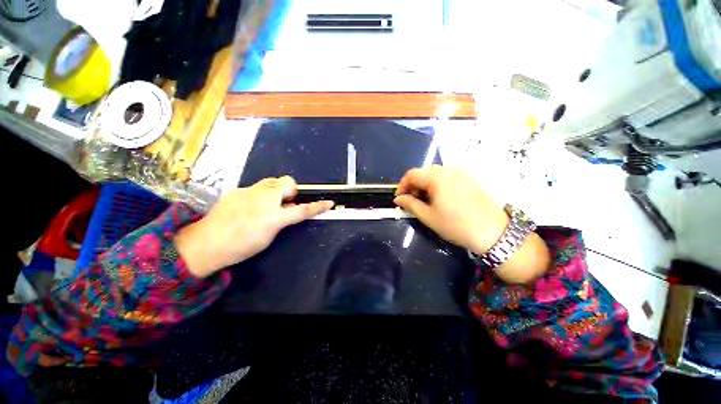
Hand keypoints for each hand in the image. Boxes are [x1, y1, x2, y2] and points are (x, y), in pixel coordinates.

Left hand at [175, 176, 333, 277]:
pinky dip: (260, 194)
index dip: (317, 206)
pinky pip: (256, 187)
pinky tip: (249, 206)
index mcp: (274, 216)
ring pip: (271, 181)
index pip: (302, 209)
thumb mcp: (269, 236)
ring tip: (268, 203)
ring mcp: (249, 191)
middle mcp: (264, 199)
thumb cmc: (241, 246)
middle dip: (290, 190)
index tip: (329, 202)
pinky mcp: (237, 190)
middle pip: (287, 181)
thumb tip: (289, 209)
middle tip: (285, 202)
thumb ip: (282, 219)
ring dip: (276, 190)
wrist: (206, 243)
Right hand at [394, 166, 508, 253]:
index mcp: (436, 177)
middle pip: (423, 172)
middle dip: (413, 186)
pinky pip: (447, 176)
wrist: (492, 232)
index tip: (400, 199)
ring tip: (425, 201)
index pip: (412, 174)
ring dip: (425, 185)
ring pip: (435, 174)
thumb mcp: (428, 216)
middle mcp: (448, 169)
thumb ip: (410, 204)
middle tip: (411, 201)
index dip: (402, 186)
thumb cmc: (456, 225)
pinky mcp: (469, 178)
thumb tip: (398, 199)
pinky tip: (439, 198)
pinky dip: (437, 184)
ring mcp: (461, 172)